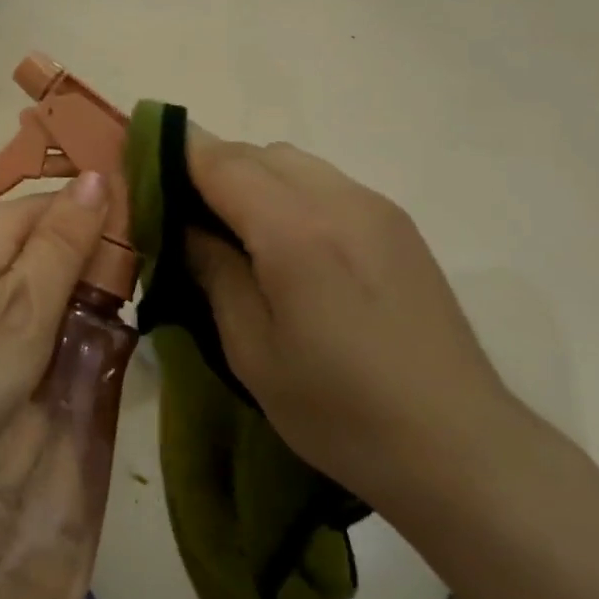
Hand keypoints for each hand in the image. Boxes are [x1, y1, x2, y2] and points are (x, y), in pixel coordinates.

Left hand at [0, 170, 109, 497]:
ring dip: (47, 296)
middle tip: (98, 326)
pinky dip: (14, 314)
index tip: (130, 287)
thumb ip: (64, 242)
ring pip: (15, 266)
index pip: (67, 202)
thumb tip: (99, 175)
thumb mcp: (27, 310)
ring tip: (63, 344)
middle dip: (76, 270)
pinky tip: (17, 351)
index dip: (104, 235)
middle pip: (39, 233)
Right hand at [184, 134, 511, 489]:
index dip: (175, 151)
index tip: (140, 160)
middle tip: (182, 215)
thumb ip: (214, 273)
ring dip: (253, 178)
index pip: (220, 161)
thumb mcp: (252, 351)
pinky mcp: (399, 225)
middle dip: (211, 168)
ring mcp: (376, 208)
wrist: (458, 447)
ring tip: (233, 231)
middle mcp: (339, 200)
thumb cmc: (339, 411)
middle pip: (257, 153)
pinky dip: (291, 193)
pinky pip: (327, 183)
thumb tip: (186, 226)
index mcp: (295, 231)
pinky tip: (288, 245)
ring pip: (294, 163)